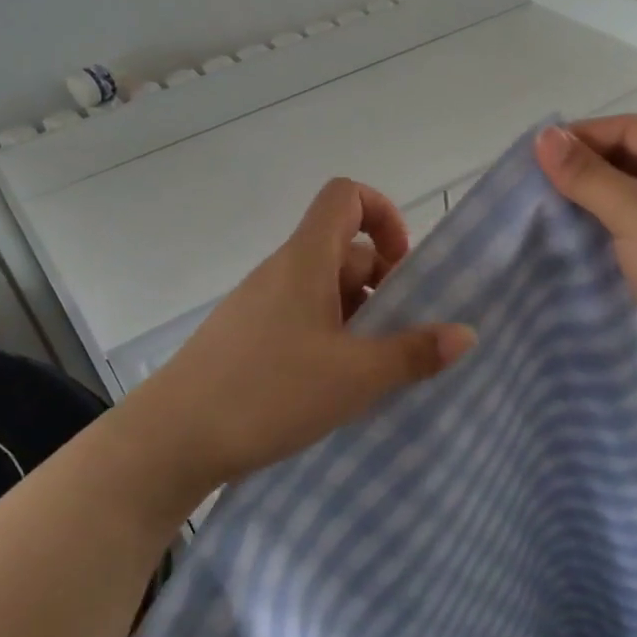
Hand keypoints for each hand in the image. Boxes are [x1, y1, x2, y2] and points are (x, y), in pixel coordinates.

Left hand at [120, 178, 475, 523]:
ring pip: (326, 292)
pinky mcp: (249, 339)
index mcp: (306, 260)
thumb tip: (465, 334)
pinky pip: (304, 320)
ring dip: (360, 318)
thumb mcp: (354, 376)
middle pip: (344, 250)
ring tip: (379, 369)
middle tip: (404, 334)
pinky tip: (340, 387)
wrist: (171, 440)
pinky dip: (332, 340)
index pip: (345, 196)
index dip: (383, 214)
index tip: (403, 265)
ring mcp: (262, 306)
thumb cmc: (268, 392)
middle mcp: (283, 273)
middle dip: (384, 283)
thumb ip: (413, 353)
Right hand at [534, 117, 636, 412]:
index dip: (585, 135)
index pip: (633, 129)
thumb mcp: (634, 211)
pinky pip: (632, 228)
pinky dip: (602, 227)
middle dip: (585, 167)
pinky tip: (571, 238)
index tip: (538, 153)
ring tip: (546, 209)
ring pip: (629, 195)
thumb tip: (542, 135)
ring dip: (590, 199)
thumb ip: (587, 173)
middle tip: (537, 183)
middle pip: (631, 159)